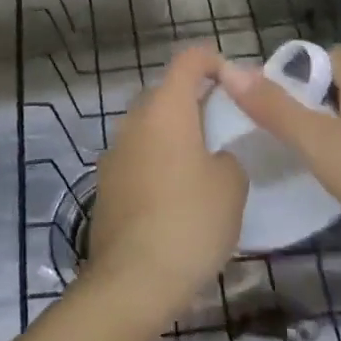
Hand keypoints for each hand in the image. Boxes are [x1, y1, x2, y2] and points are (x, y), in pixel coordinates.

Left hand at [85, 46, 247, 323]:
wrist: (132, 280)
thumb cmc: (189, 221)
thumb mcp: (231, 186)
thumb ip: (227, 157)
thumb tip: (213, 158)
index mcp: (167, 107)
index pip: (189, 60)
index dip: (213, 61)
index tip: (235, 81)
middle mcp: (135, 119)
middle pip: (166, 92)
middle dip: (194, 101)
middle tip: (224, 126)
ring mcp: (115, 151)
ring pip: (150, 126)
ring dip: (174, 135)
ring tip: (203, 164)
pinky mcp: (106, 183)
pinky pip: (138, 157)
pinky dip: (157, 163)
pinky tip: (175, 196)